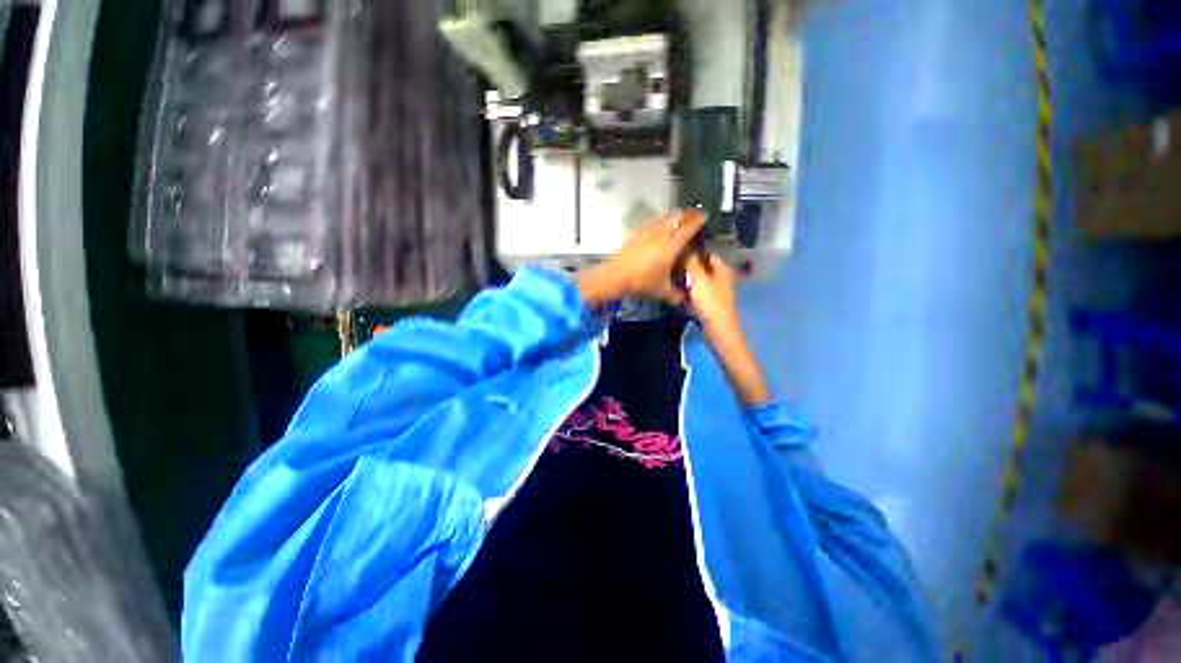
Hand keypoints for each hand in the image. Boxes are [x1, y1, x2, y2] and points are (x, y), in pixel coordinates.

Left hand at [577, 210, 705, 304]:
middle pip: (677, 218)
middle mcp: (661, 235)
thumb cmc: (642, 282)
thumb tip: (683, 298)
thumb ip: (675, 294)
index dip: (698, 220)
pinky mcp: (637, 233)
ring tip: (680, 213)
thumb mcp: (662, 291)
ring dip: (675, 213)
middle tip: (695, 212)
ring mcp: (647, 232)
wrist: (617, 275)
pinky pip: (652, 221)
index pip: (688, 229)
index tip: (704, 215)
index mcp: (672, 247)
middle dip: (688, 213)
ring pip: (664, 217)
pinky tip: (659, 221)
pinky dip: (660, 218)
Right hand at [684, 251, 770, 404]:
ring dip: (685, 280)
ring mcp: (715, 291)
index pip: (706, 252)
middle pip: (700, 267)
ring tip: (670, 279)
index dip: (692, 251)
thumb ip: (691, 262)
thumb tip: (684, 246)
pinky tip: (677, 295)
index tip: (675, 252)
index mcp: (721, 268)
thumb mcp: (698, 279)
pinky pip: (696, 293)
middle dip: (686, 267)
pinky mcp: (709, 304)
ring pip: (696, 280)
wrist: (719, 332)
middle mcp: (720, 277)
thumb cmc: (711, 303)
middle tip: (669, 267)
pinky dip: (687, 293)